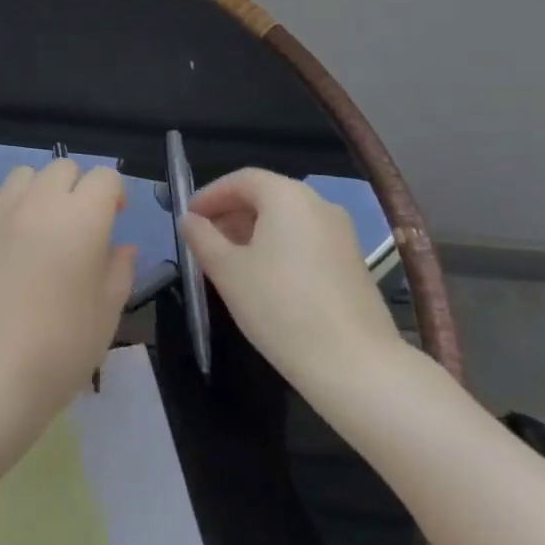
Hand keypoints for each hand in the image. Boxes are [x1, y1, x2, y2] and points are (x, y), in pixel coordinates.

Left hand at [0, 159, 135, 424]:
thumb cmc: (57, 350)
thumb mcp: (106, 314)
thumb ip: (119, 270)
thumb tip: (121, 246)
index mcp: (81, 218)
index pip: (104, 178)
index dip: (114, 194)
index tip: (115, 219)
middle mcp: (40, 201)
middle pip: (64, 167)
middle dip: (78, 188)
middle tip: (79, 226)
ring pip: (27, 175)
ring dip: (41, 191)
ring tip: (41, 228)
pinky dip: (9, 206)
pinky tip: (9, 240)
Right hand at [182, 169, 405, 408]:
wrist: (355, 365)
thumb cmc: (280, 307)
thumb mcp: (227, 271)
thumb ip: (202, 238)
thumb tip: (190, 220)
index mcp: (287, 196)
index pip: (241, 180)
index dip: (210, 195)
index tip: (189, 218)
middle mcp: (318, 204)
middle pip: (266, 195)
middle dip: (231, 213)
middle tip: (204, 240)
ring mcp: (341, 233)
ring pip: (287, 219)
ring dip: (253, 231)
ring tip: (229, 261)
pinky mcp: (352, 262)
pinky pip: (306, 239)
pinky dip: (279, 246)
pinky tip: (264, 278)